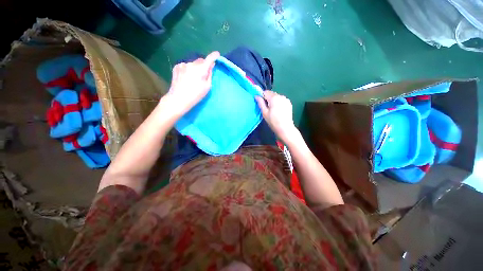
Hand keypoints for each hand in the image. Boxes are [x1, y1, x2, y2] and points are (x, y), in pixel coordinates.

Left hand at [165, 51, 219, 115]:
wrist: (178, 99)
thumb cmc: (195, 95)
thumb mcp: (207, 87)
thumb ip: (209, 74)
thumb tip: (211, 65)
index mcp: (200, 69)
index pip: (209, 59)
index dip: (214, 56)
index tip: (217, 54)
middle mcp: (191, 64)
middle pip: (200, 61)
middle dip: (204, 65)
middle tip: (204, 74)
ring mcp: (182, 64)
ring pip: (193, 63)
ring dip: (196, 67)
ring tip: (194, 78)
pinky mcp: (176, 67)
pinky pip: (186, 65)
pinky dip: (188, 69)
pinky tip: (186, 77)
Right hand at [255, 91, 299, 143]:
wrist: (285, 128)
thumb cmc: (273, 121)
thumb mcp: (264, 112)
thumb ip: (260, 103)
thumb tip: (256, 96)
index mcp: (274, 98)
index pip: (265, 92)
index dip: (262, 97)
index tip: (261, 104)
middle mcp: (281, 96)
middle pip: (271, 94)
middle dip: (268, 99)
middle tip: (266, 108)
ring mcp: (286, 99)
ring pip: (276, 96)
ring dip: (273, 101)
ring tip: (273, 110)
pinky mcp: (289, 103)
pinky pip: (281, 100)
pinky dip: (278, 102)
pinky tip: (278, 110)